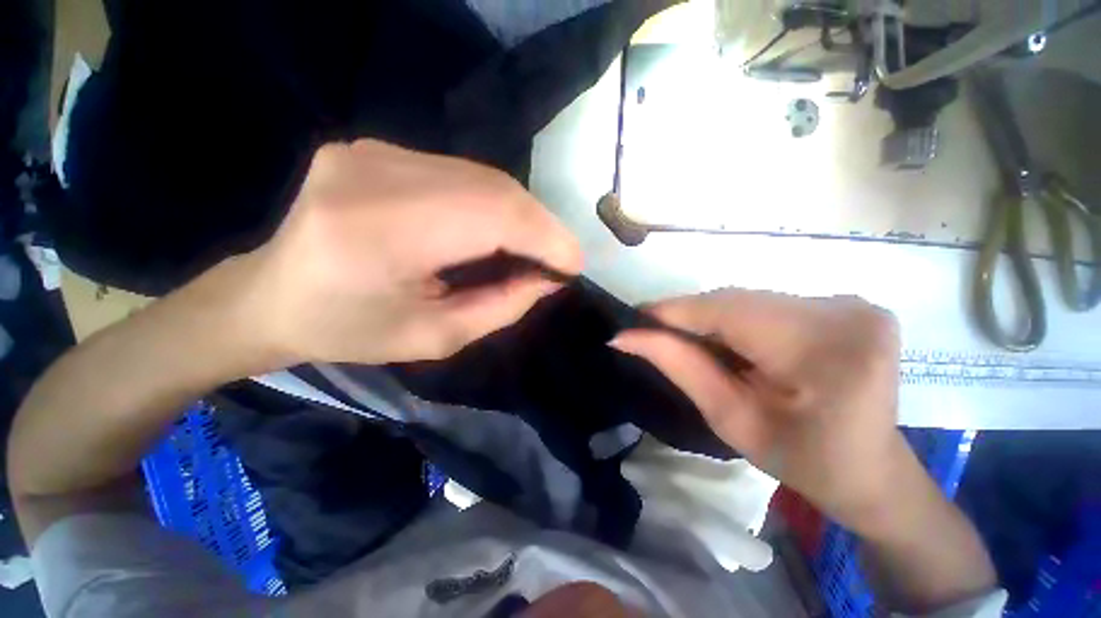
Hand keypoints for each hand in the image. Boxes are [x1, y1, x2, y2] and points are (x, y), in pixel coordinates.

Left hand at [229, 139, 581, 365]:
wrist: (272, 296)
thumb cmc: (351, 331)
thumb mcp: (437, 337)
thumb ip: (502, 306)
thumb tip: (549, 278)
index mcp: (379, 234)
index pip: (491, 216)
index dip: (545, 237)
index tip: (574, 264)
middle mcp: (372, 175)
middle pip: (493, 188)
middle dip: (540, 226)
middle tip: (559, 258)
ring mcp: (371, 151)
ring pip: (482, 176)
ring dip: (519, 214)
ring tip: (533, 247)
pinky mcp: (374, 147)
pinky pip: (460, 173)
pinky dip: (492, 202)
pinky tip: (496, 229)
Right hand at [611, 289, 909, 533]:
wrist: (870, 470)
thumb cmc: (801, 460)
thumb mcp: (729, 418)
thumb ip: (677, 366)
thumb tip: (625, 337)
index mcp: (824, 350)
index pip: (726, 312)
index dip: (673, 310)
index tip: (634, 318)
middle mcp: (842, 311)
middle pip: (737, 301)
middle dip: (689, 316)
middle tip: (652, 332)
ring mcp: (850, 303)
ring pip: (748, 299)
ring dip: (711, 318)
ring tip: (686, 339)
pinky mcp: (845, 304)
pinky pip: (767, 303)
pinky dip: (736, 318)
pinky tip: (727, 340)